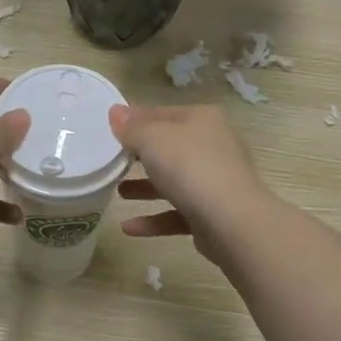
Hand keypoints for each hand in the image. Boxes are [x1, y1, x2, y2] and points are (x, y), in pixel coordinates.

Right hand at [108, 103, 271, 267]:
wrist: (232, 221)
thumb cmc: (189, 166)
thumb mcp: (152, 139)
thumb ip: (131, 128)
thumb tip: (115, 112)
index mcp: (202, 119)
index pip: (161, 113)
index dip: (134, 120)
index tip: (109, 131)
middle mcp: (213, 146)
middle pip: (169, 148)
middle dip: (140, 156)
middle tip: (112, 162)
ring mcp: (215, 182)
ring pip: (174, 181)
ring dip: (145, 188)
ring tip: (118, 193)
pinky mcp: (212, 214)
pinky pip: (177, 213)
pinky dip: (154, 219)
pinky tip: (128, 228)